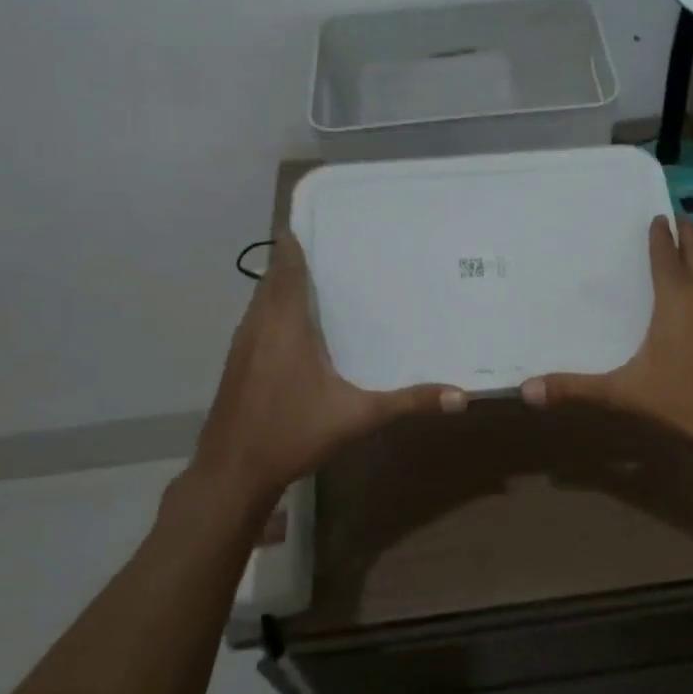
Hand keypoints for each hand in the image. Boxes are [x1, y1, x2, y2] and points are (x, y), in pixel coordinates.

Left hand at [191, 236, 466, 506]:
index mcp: (285, 323)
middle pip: (274, 277)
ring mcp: (242, 343)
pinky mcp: (237, 362)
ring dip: (285, 285)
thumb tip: (460, 397)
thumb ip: (407, 402)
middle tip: (340, 250)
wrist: (232, 472)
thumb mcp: (357, 417)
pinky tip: (300, 328)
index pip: (286, 265)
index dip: (298, 239)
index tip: (325, 221)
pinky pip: (258, 319)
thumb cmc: (292, 433)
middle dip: (299, 259)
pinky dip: (276, 309)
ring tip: (325, 280)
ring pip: (262, 299)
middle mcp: (259, 324)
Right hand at [520, 215, 692, 470]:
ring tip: (692, 253)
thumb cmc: (686, 402)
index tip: (657, 215)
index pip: (667, 257)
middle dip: (688, 235)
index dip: (660, 236)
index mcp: (678, 301)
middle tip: (680, 217)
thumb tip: (526, 390)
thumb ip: (576, 389)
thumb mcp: (624, 395)